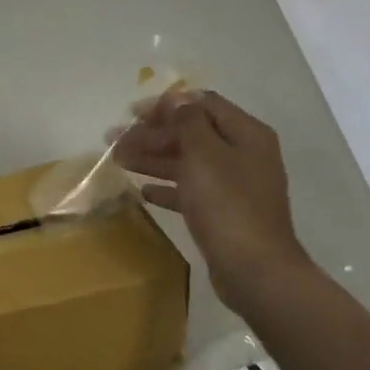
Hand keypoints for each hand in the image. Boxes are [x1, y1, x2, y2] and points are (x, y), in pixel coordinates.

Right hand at [112, 91, 312, 309]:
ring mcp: (235, 186)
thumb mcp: (204, 153)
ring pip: (187, 162)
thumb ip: (187, 121)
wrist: (256, 272)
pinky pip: (191, 191)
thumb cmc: (228, 204)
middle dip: (152, 134)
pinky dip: (168, 187)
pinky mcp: (225, 214)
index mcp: (246, 133)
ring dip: (153, 158)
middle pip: (191, 133)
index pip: (202, 104)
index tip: (133, 114)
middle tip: (114, 140)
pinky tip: (143, 191)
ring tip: (118, 161)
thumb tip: (177, 97)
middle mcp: (243, 154)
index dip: (166, 105)